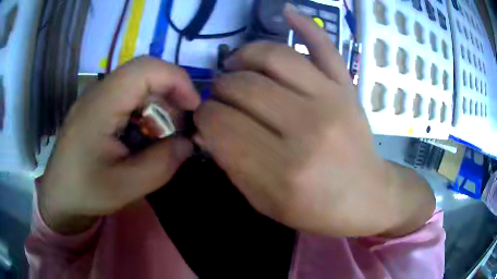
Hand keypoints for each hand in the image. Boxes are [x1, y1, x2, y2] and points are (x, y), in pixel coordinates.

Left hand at [39, 57, 199, 233]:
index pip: (146, 68)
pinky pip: (128, 96)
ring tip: (160, 137)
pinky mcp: (96, 106)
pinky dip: (144, 112)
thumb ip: (161, 164)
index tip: (193, 107)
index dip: (177, 80)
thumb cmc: (85, 192)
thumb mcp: (125, 187)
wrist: (58, 195)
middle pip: (145, 73)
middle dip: (170, 96)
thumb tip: (188, 143)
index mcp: (101, 105)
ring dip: (157, 106)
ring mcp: (96, 97)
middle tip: (178, 129)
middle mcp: (98, 91)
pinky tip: (142, 136)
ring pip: (138, 84)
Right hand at [194, 5, 434, 236]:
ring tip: (236, 66)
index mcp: (283, 171)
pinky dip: (304, 24)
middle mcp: (307, 130)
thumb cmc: (318, 210)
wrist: (369, 198)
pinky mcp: (347, 89)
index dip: (203, 117)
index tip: (204, 118)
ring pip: (273, 58)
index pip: (221, 125)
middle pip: (241, 87)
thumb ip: (233, 166)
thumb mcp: (266, 203)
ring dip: (243, 57)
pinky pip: (324, 47)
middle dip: (218, 89)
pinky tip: (286, 11)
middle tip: (219, 97)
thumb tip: (209, 127)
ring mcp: (332, 101)